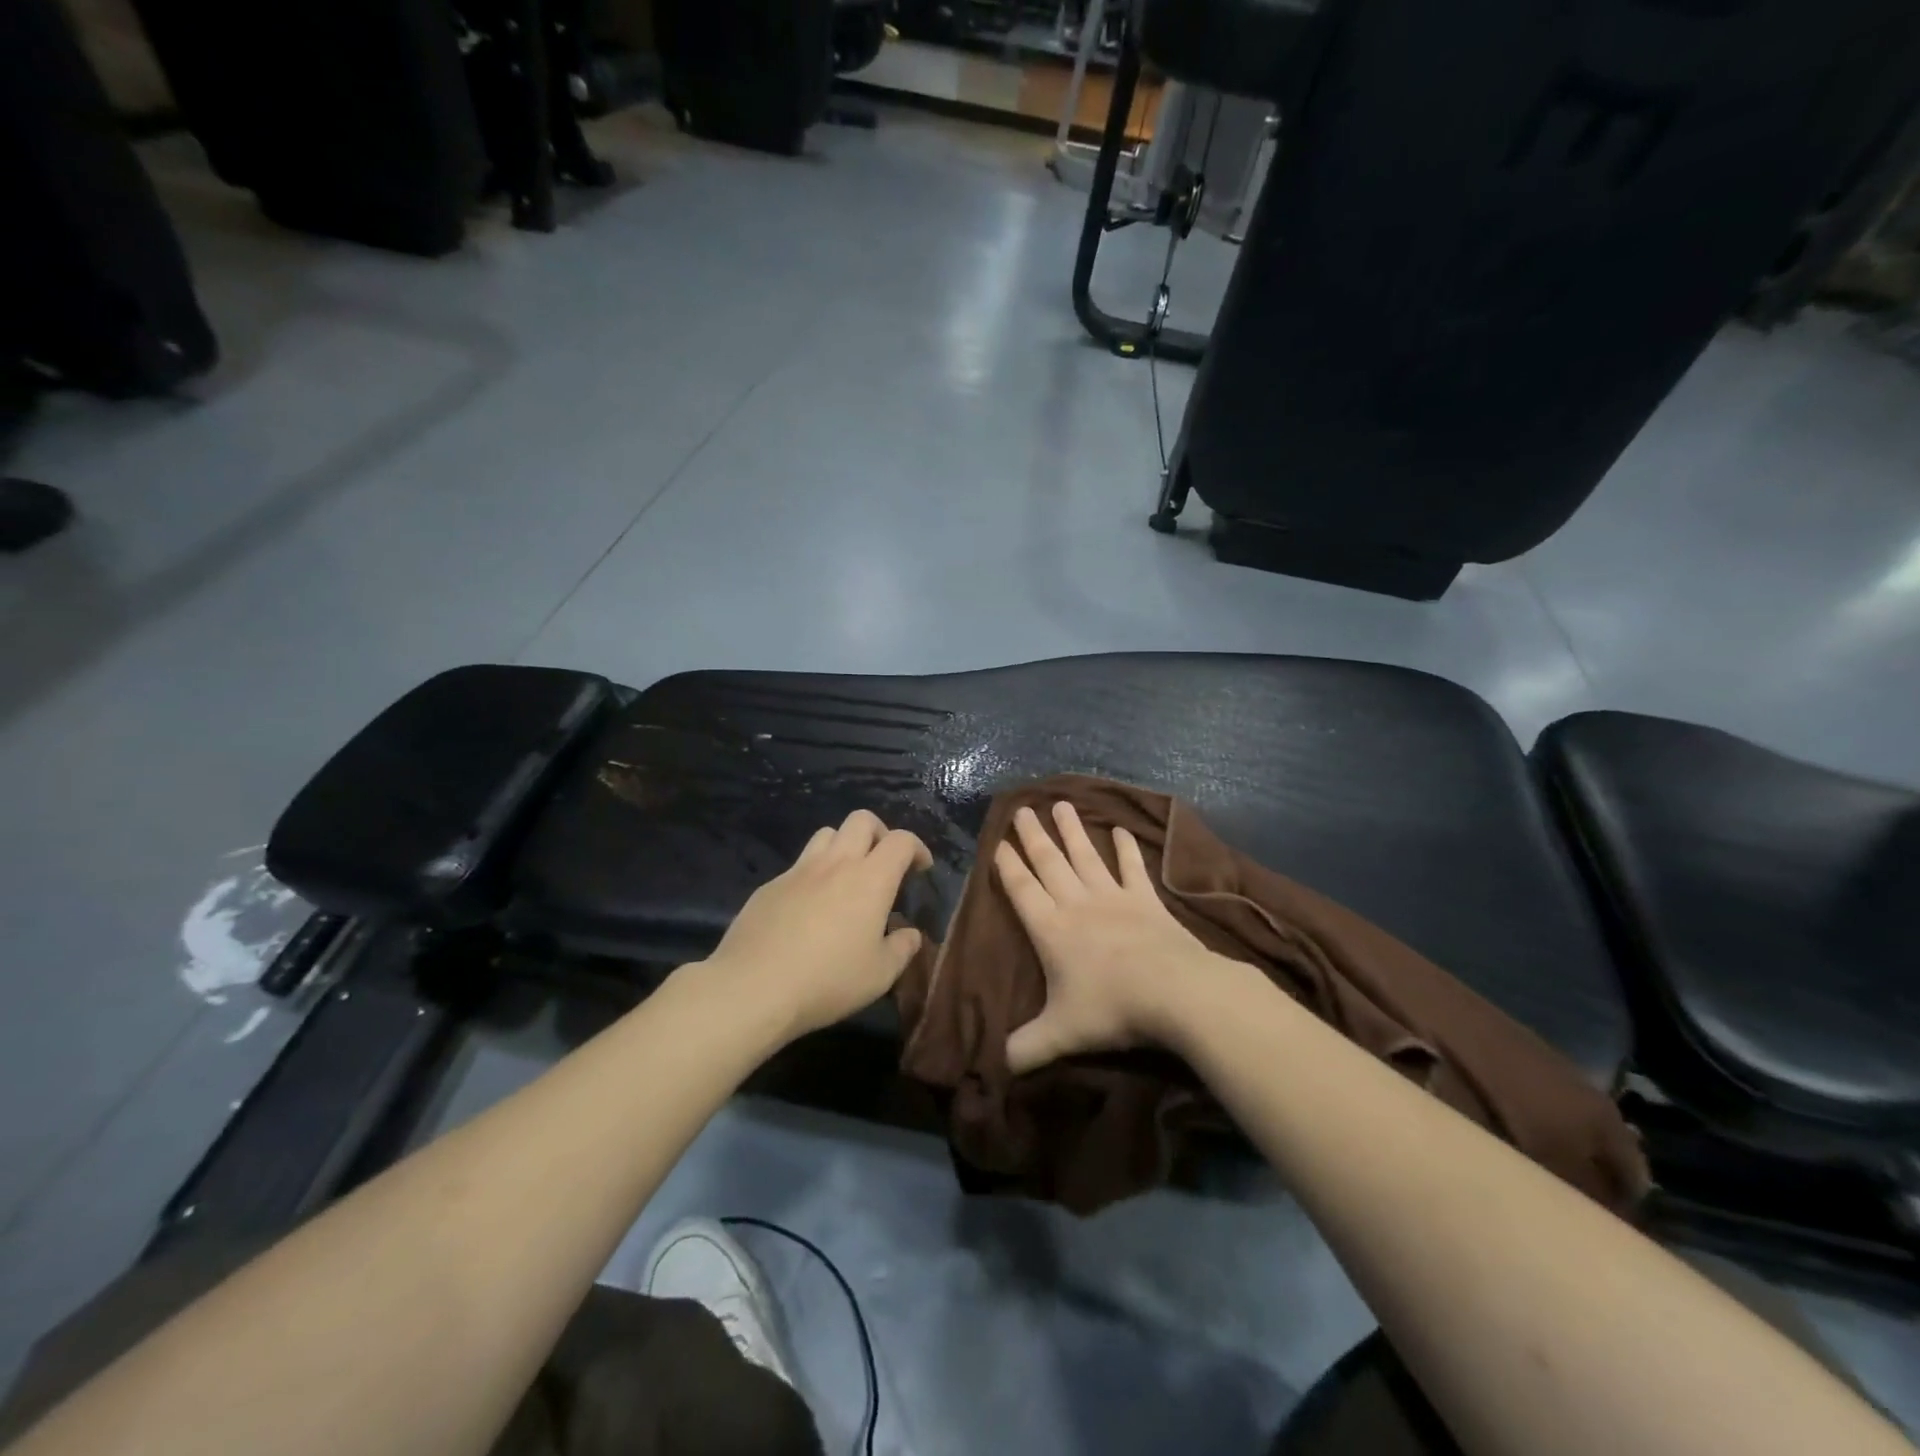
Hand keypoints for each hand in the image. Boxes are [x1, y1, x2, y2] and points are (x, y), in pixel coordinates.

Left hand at [703, 809, 931, 1040]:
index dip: (917, 848)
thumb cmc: (827, 980)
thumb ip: (902, 949)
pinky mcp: (770, 886)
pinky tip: (809, 908)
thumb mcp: (879, 975)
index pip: (901, 840)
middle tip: (883, 863)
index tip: (921, 868)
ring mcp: (799, 871)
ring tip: (847, 878)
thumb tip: (910, 934)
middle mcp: (836, 863)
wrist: (753, 987)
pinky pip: (799, 866)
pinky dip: (813, 874)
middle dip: (880, 832)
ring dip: (844, 845)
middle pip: (861, 820)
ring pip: (827, 834)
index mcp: (870, 879)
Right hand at [994, 801, 1224, 1074]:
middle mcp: (1077, 904)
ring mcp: (1113, 898)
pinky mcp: (1146, 900)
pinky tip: (1119, 830)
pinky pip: (1132, 869)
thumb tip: (994, 1067)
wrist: (1175, 992)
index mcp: (1051, 929)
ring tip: (1060, 803)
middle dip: (1033, 837)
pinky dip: (1125, 850)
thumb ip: (1026, 1048)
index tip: (998, 841)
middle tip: (1023, 809)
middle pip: (1049, 863)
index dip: (1007, 865)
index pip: (1022, 889)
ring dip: (1071, 831)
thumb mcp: (1061, 1034)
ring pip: (1085, 857)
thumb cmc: (1112, 1009)